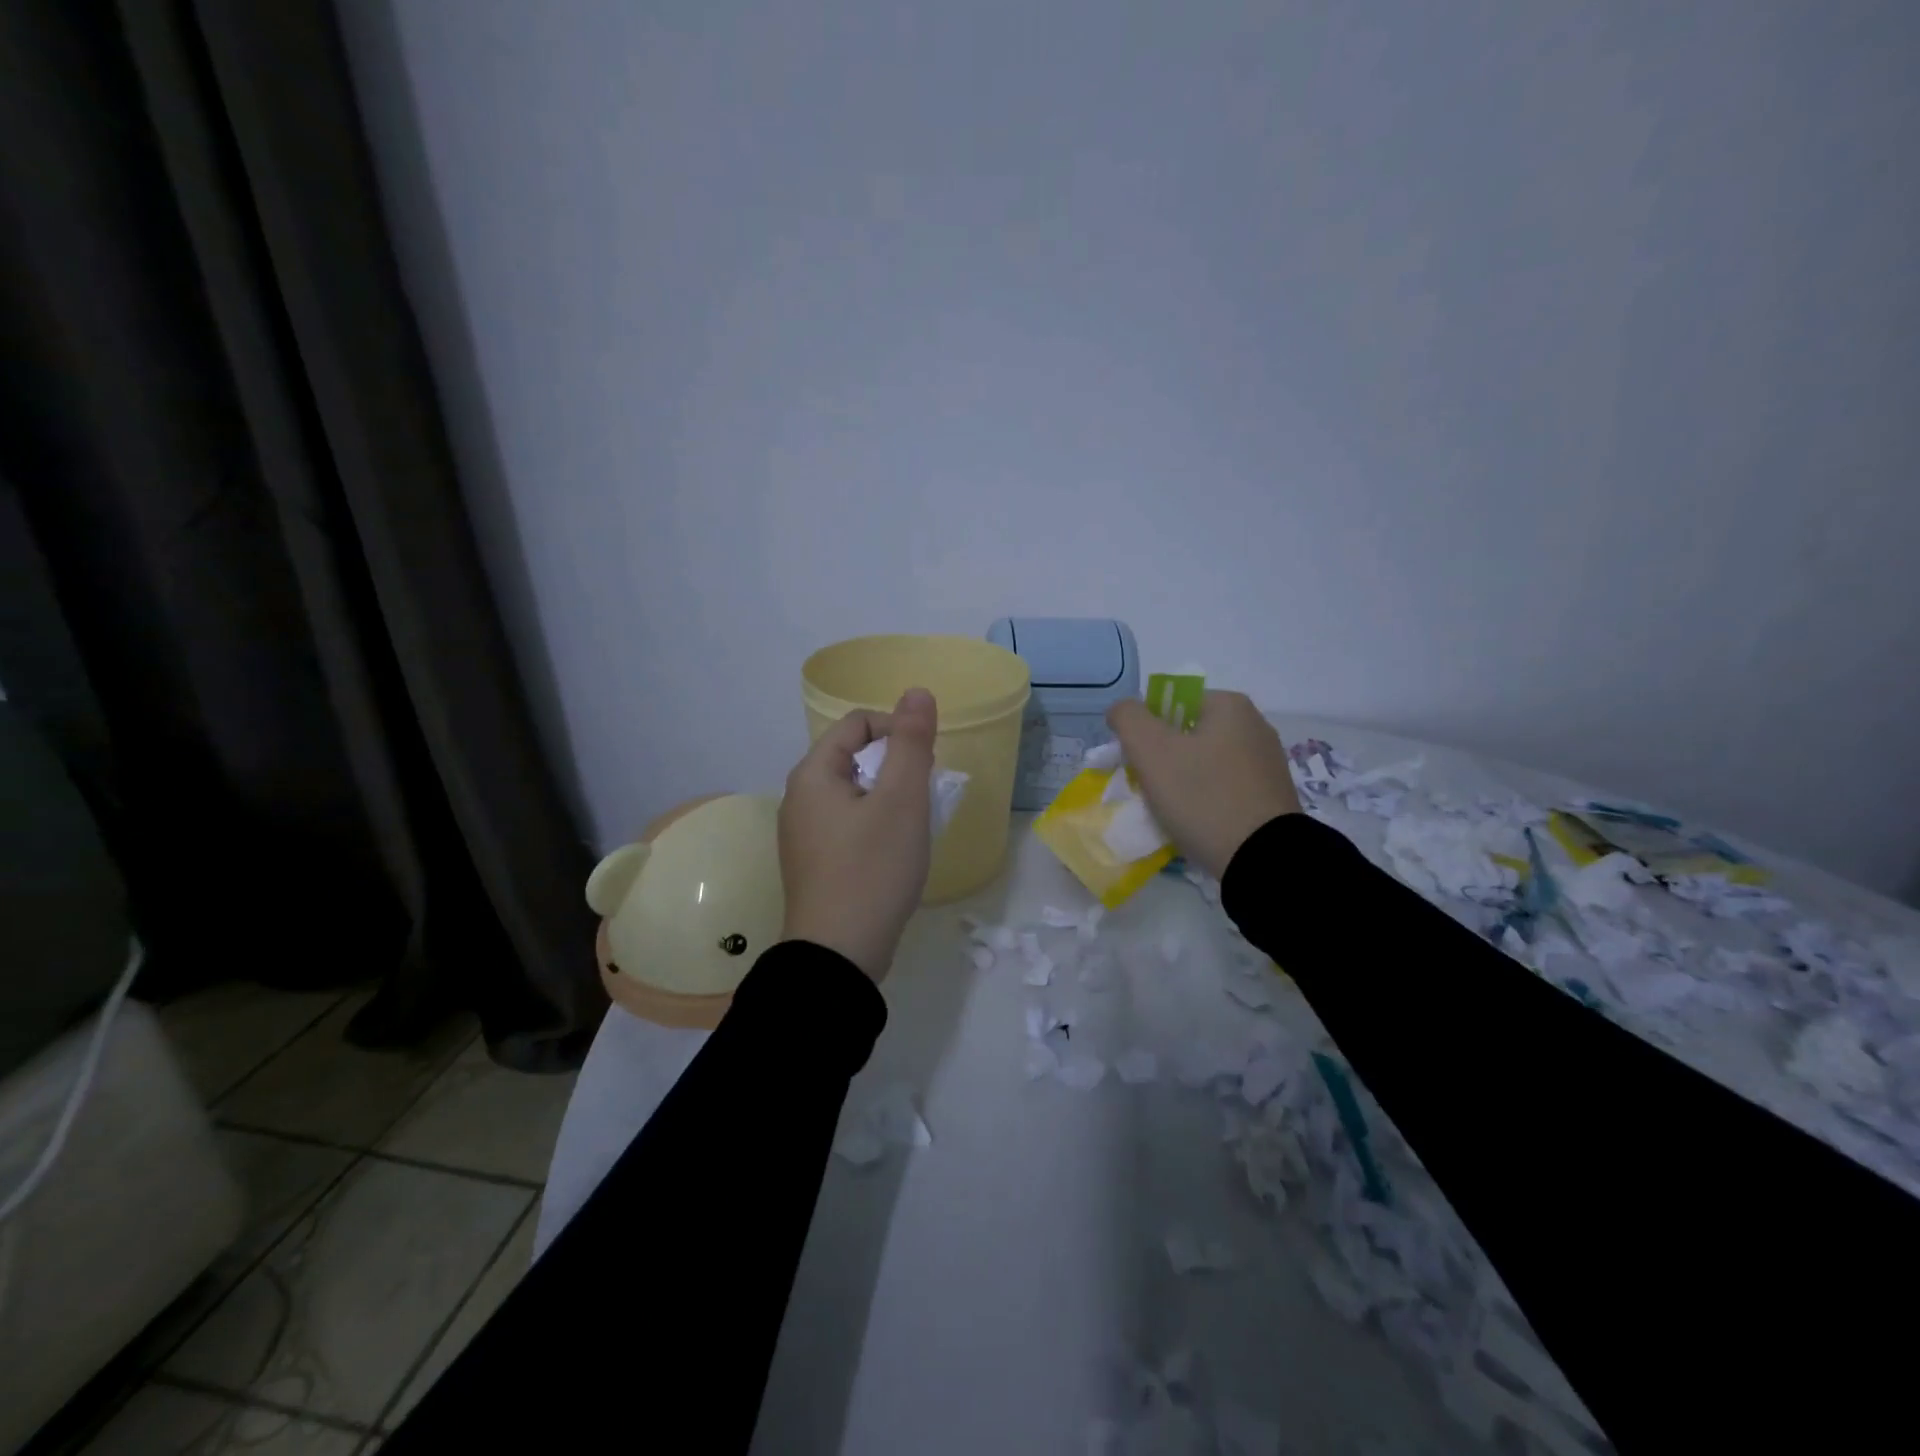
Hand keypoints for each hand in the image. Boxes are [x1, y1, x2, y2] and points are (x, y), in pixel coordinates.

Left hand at [777, 688, 937, 980]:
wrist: (839, 955)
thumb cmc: (873, 869)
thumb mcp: (902, 800)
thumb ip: (912, 742)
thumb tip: (917, 692)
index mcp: (813, 774)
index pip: (857, 723)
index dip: (897, 731)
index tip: (925, 764)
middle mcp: (799, 798)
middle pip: (853, 757)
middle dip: (895, 767)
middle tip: (923, 797)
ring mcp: (802, 834)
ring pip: (853, 793)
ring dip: (888, 798)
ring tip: (913, 826)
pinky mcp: (814, 863)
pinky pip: (847, 824)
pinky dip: (875, 825)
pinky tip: (893, 853)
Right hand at [1106, 690, 1299, 878]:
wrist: (1262, 859)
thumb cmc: (1202, 796)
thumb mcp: (1150, 749)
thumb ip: (1128, 717)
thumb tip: (1122, 710)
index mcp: (1230, 705)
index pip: (1171, 704)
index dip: (1145, 730)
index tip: (1138, 763)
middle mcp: (1255, 725)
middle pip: (1187, 734)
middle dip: (1162, 759)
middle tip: (1150, 790)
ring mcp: (1267, 762)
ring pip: (1204, 763)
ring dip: (1181, 782)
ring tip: (1171, 812)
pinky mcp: (1271, 796)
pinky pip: (1224, 788)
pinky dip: (1205, 801)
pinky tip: (1197, 823)